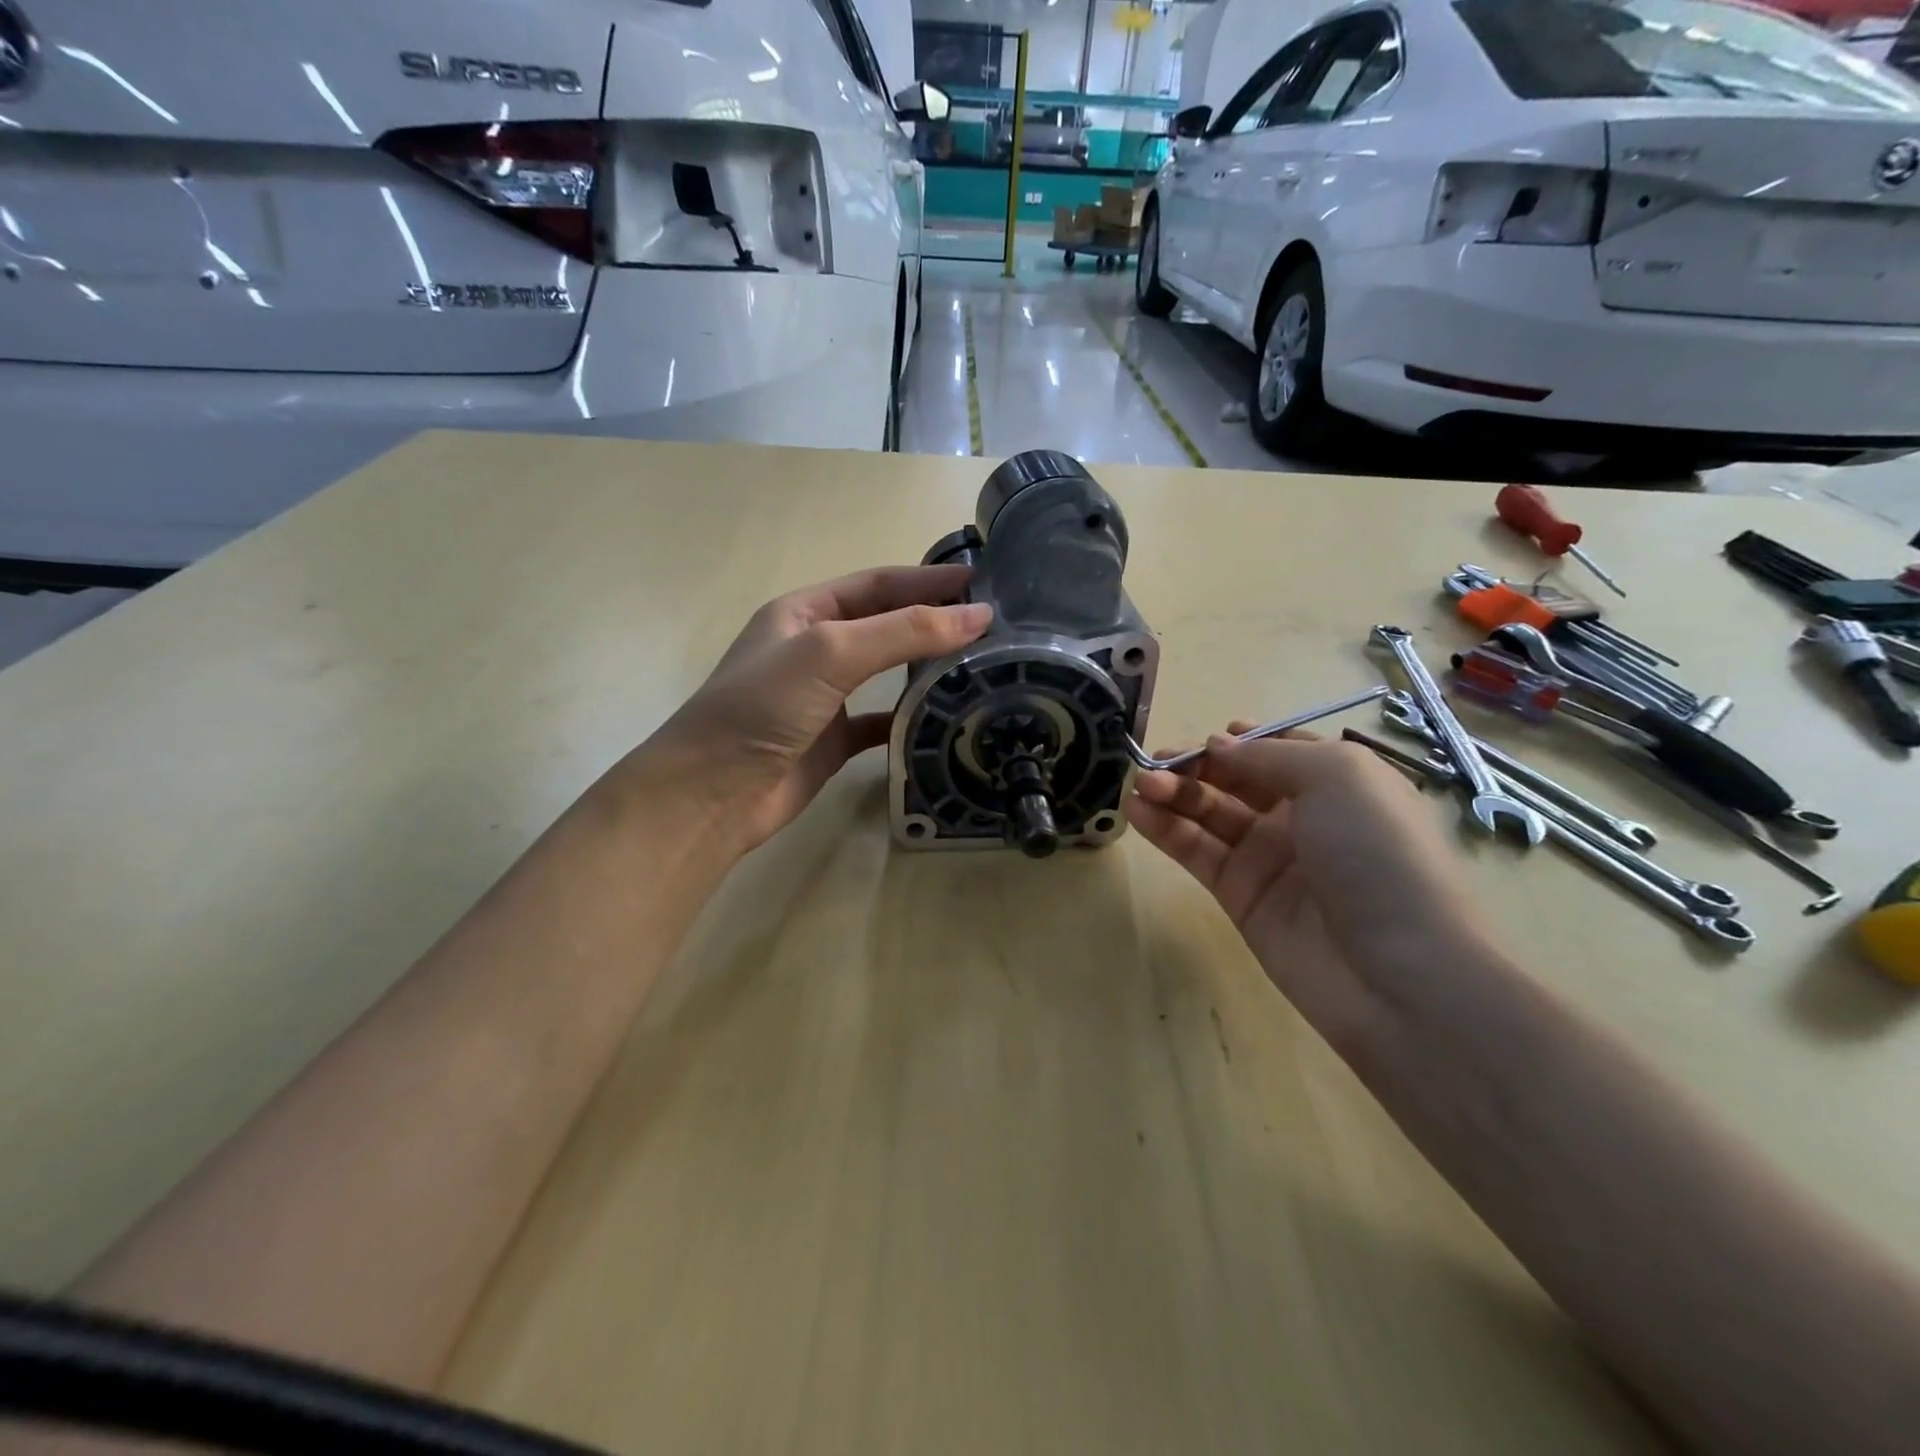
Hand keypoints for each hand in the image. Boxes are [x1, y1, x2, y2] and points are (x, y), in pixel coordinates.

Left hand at [637, 565, 991, 857]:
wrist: (712, 794)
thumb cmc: (763, 707)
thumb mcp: (830, 652)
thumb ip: (903, 632)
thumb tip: (977, 615)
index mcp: (804, 612)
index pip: (877, 585)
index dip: (927, 580)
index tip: (981, 582)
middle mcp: (814, 649)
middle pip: (885, 625)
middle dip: (933, 621)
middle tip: (991, 626)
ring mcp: (823, 697)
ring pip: (885, 673)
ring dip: (926, 668)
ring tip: (980, 666)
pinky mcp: (832, 741)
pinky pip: (880, 721)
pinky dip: (909, 718)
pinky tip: (943, 719)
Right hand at [1125, 727, 1502, 1062]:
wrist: (1397, 972)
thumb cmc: (1378, 854)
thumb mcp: (1338, 776)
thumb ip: (1269, 754)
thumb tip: (1217, 745)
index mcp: (1337, 783)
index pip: (1278, 750)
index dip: (1240, 741)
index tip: (1208, 740)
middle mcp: (1301, 816)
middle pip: (1234, 779)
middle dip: (1194, 765)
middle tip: (1153, 763)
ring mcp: (1268, 858)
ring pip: (1209, 814)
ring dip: (1172, 793)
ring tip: (1139, 784)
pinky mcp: (1239, 896)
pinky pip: (1197, 853)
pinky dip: (1165, 829)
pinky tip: (1138, 811)